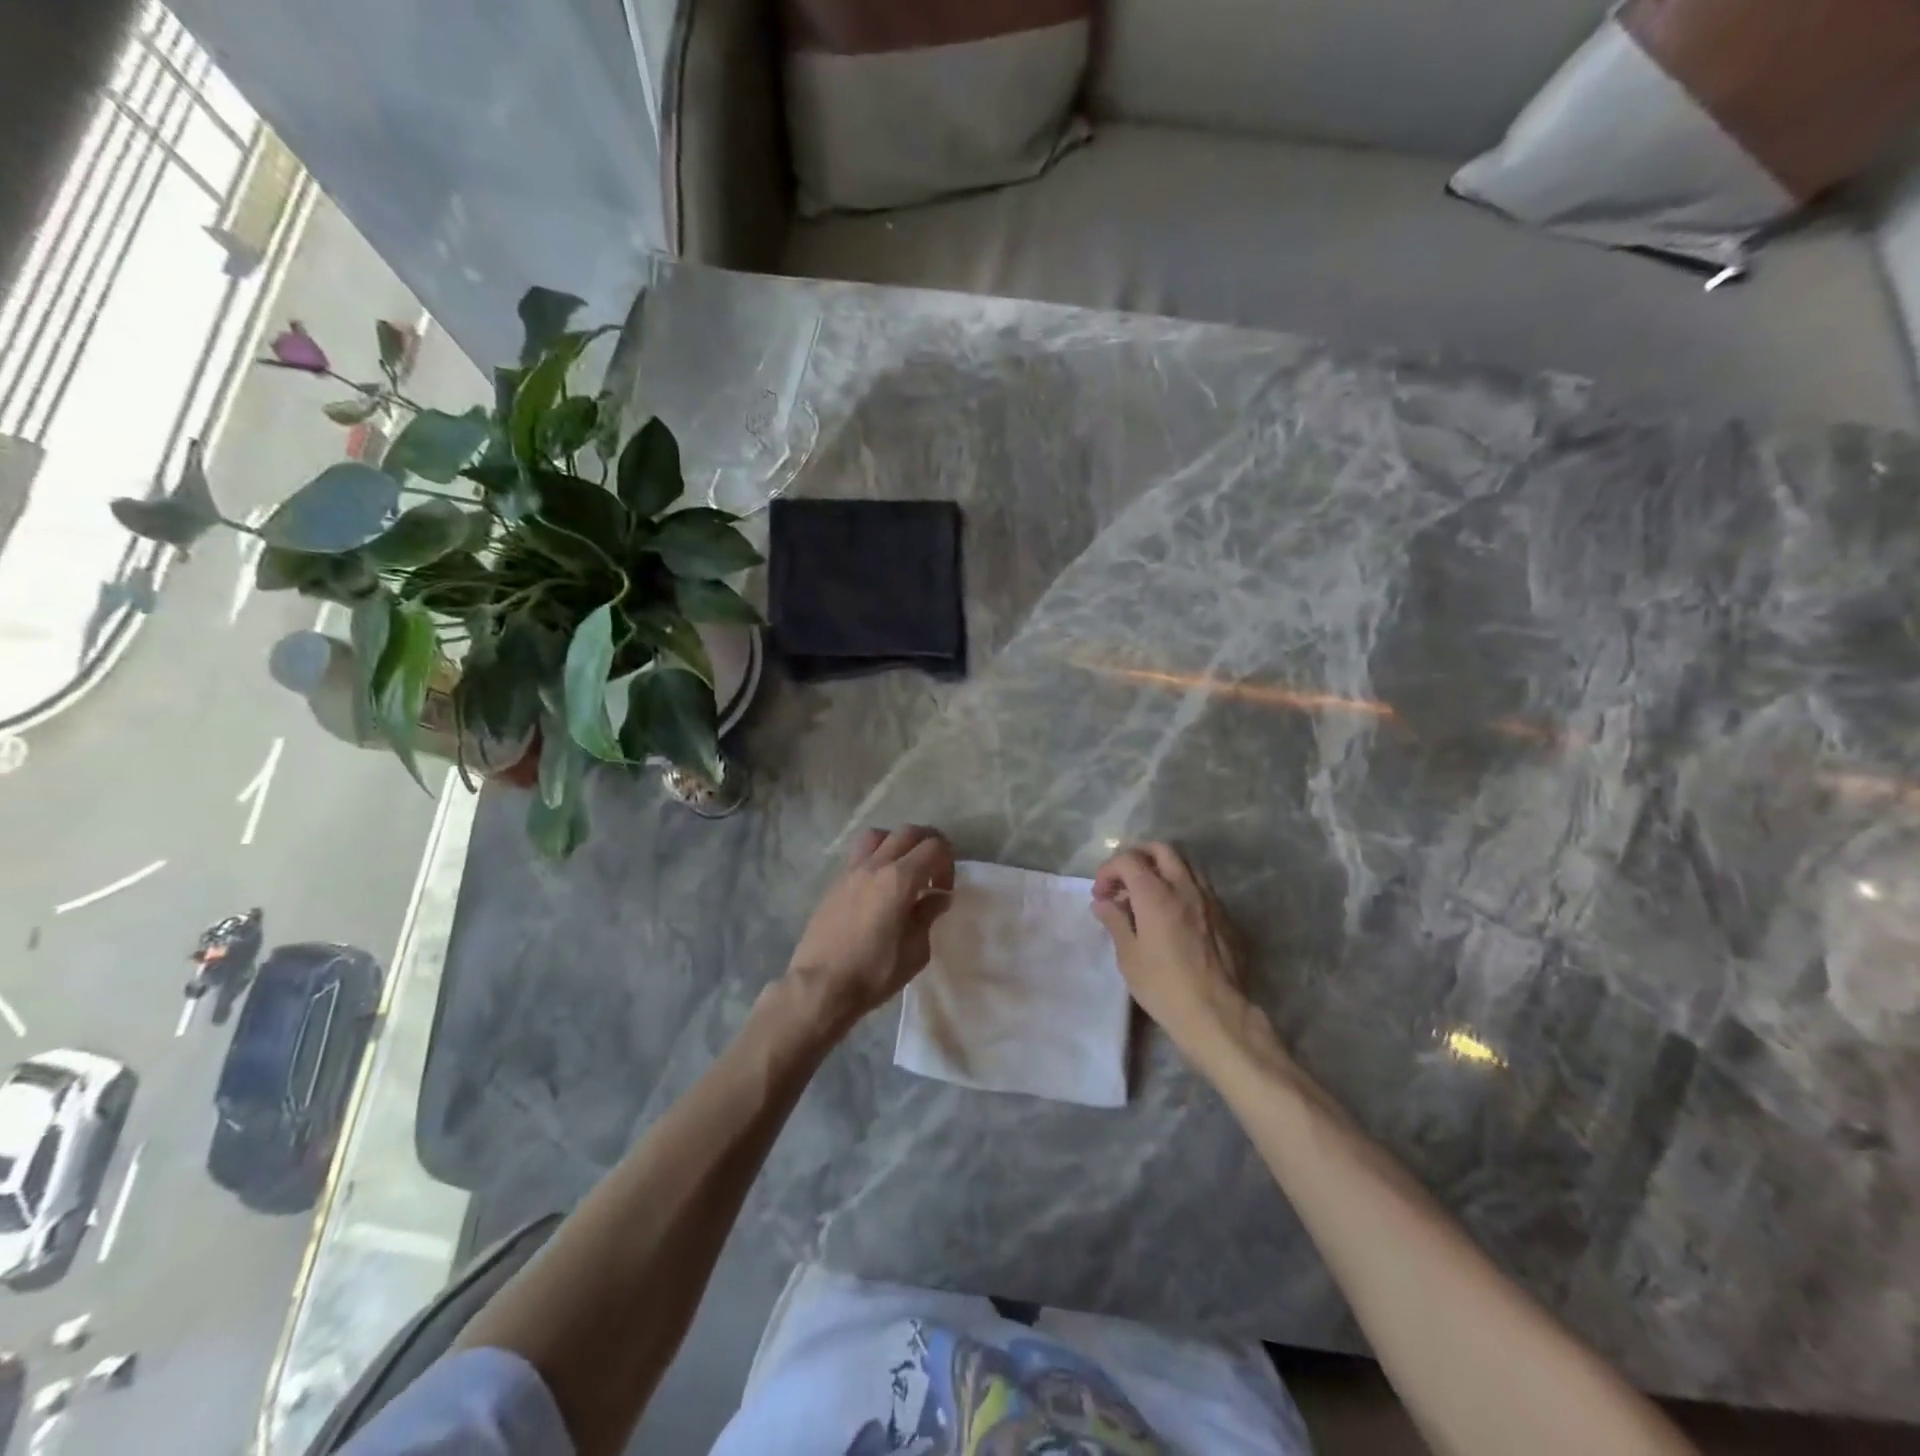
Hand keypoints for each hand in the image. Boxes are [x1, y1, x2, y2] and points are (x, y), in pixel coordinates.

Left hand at [784, 825, 955, 1034]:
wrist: (820, 986)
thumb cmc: (873, 972)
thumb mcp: (915, 951)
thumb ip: (928, 916)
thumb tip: (937, 897)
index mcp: (900, 879)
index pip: (934, 846)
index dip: (947, 863)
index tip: (943, 890)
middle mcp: (875, 865)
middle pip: (908, 832)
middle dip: (927, 845)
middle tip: (932, 873)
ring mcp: (851, 871)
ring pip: (879, 836)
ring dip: (897, 844)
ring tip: (902, 871)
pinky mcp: (835, 883)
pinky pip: (859, 855)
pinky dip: (876, 859)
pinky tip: (878, 888)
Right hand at [1092, 843, 1253, 1055]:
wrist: (1217, 1014)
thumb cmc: (1164, 986)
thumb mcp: (1129, 957)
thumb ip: (1115, 921)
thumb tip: (1103, 903)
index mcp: (1155, 894)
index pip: (1128, 860)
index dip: (1108, 871)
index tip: (1101, 894)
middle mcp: (1184, 887)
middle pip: (1160, 850)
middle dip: (1137, 858)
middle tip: (1124, 881)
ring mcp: (1209, 899)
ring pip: (1185, 865)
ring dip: (1163, 870)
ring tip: (1149, 894)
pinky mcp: (1226, 916)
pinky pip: (1202, 887)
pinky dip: (1183, 888)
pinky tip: (1175, 914)